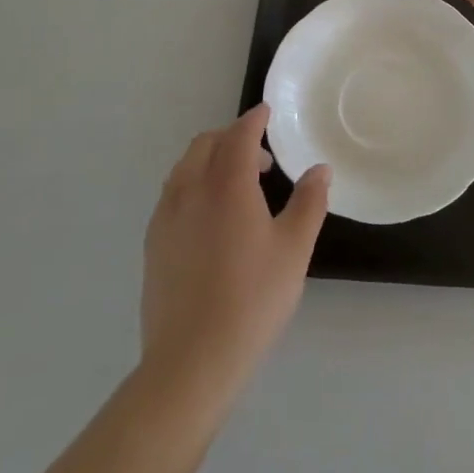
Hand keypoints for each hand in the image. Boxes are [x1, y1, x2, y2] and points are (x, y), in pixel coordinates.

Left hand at [141, 106, 329, 400]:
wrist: (192, 360)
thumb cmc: (252, 299)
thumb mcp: (294, 249)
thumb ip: (309, 202)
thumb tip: (320, 170)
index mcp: (226, 185)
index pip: (238, 135)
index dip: (254, 119)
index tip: (267, 112)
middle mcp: (190, 191)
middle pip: (205, 144)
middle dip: (231, 138)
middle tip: (260, 159)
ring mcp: (165, 218)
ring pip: (184, 169)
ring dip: (210, 161)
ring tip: (237, 188)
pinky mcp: (152, 245)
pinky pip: (173, 195)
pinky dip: (193, 185)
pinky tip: (211, 219)